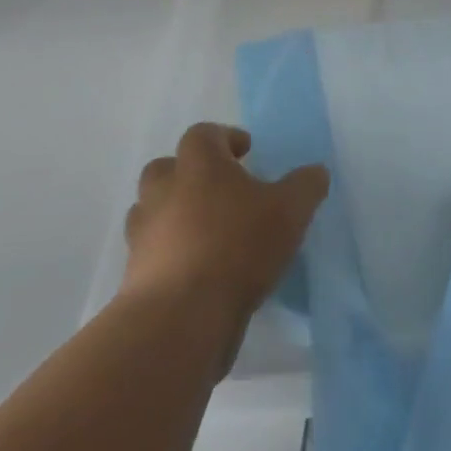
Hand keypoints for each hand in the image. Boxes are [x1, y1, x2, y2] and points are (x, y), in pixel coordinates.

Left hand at [118, 123, 328, 327]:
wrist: (181, 317)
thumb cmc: (239, 246)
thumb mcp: (290, 211)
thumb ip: (306, 185)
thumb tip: (316, 171)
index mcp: (199, 165)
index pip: (203, 134)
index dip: (225, 138)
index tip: (246, 152)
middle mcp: (164, 191)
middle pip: (166, 167)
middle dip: (189, 173)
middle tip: (220, 189)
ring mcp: (143, 233)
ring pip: (151, 209)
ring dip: (174, 213)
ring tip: (207, 231)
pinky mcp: (134, 273)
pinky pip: (151, 250)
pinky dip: (169, 252)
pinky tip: (198, 269)